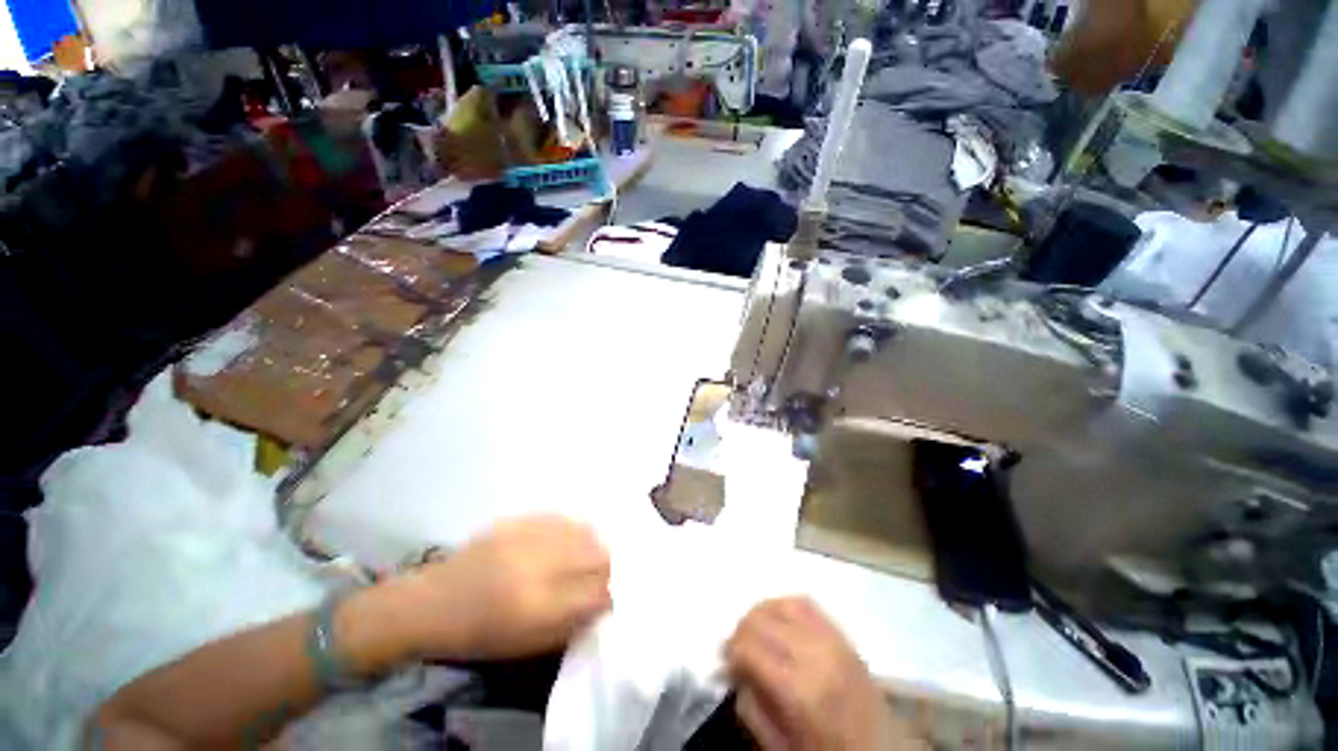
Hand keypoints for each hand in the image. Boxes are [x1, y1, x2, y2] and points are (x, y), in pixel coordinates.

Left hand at [397, 516, 611, 659]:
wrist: (433, 603)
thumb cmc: (479, 635)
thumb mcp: (528, 643)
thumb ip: (573, 620)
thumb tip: (607, 598)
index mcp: (539, 607)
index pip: (598, 590)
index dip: (615, 588)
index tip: (619, 589)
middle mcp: (538, 566)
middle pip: (597, 553)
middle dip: (609, 562)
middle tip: (608, 569)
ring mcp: (528, 536)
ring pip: (583, 530)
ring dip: (594, 542)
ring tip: (591, 551)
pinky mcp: (519, 519)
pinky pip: (562, 518)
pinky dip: (574, 528)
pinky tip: (571, 536)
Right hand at [725, 597, 914, 750]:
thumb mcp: (780, 747)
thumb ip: (751, 708)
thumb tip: (735, 671)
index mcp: (798, 689)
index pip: (748, 647)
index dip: (730, 650)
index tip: (725, 661)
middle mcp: (814, 654)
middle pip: (761, 620)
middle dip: (740, 630)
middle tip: (735, 648)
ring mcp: (832, 639)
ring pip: (781, 603)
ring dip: (760, 613)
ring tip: (753, 630)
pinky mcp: (843, 634)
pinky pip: (805, 603)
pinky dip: (784, 605)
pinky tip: (777, 620)